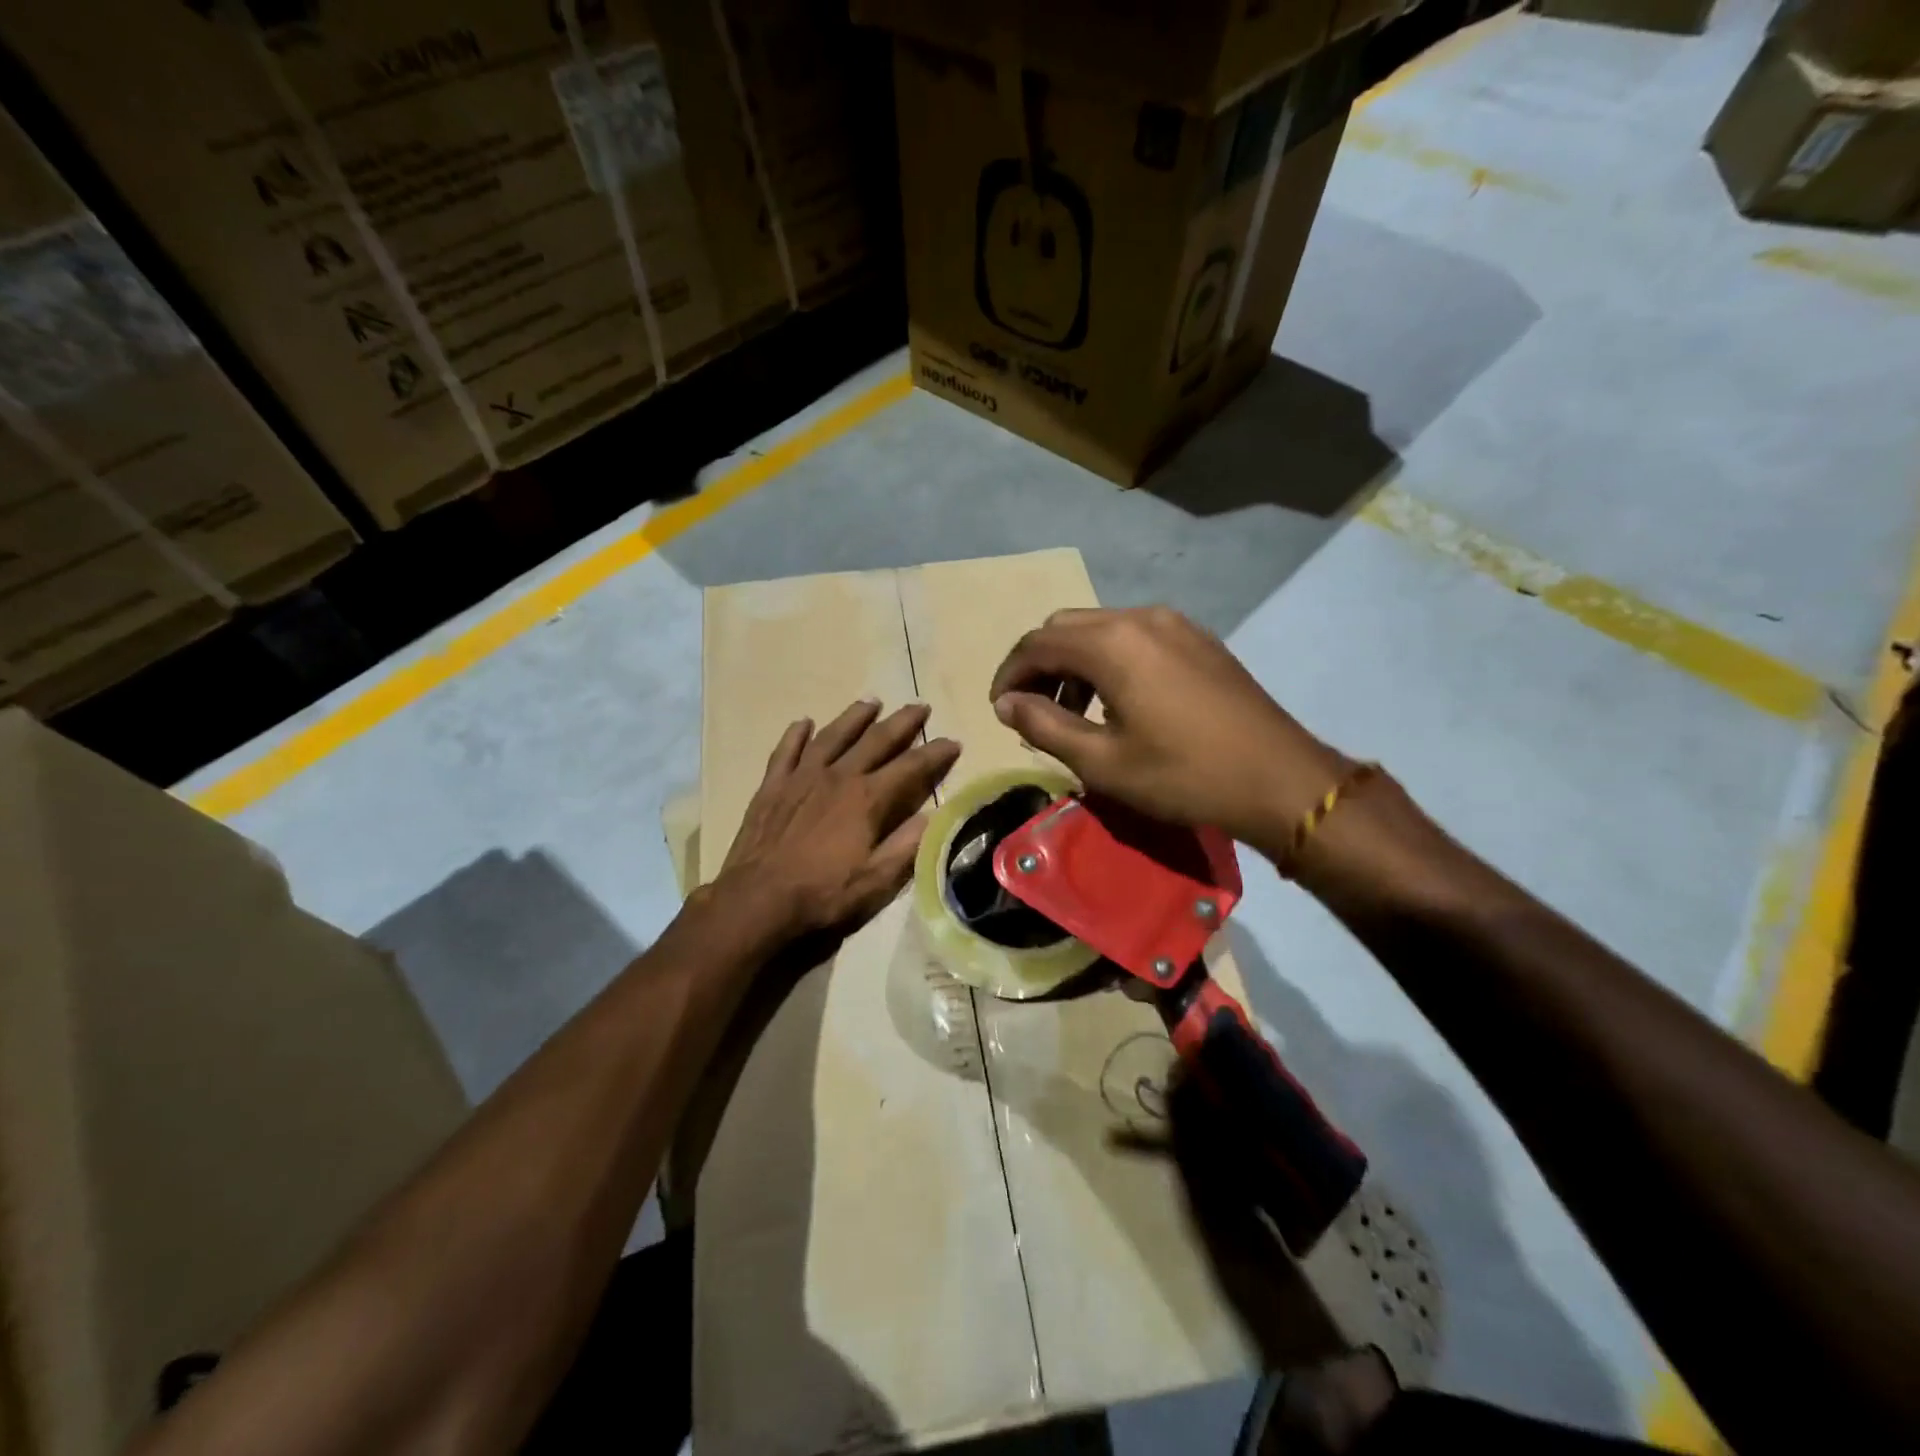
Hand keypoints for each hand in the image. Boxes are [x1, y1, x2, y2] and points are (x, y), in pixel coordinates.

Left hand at [716, 700, 960, 939]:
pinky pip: (786, 751)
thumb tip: (933, 816)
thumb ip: (907, 846)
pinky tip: (803, 722)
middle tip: (920, 706)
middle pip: (875, 740)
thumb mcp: (877, 881)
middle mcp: (837, 777)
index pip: (911, 767)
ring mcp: (801, 778)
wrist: (758, 901)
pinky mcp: (772, 787)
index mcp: (867, 799)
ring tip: (871, 702)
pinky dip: (796, 735)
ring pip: (832, 736)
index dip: (935, 753)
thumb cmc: (823, 894)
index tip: (953, 742)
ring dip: (854, 717)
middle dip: (902, 722)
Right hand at [988, 606, 1348, 859]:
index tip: (1000, 709)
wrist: (1279, 779)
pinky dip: (1108, 659)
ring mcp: (1174, 623)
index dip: (1010, 674)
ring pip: (1101, 628)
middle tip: (1031, 709)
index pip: (1037, 644)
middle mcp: (1140, 617)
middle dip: (1039, 664)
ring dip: (1073, 661)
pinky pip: (1134, 635)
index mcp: (1112, 643)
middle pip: (1066, 627)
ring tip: (1073, 711)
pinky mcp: (1198, 639)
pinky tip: (1117, 700)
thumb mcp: (1102, 762)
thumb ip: (1044, 725)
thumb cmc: (1183, 776)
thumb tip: (1006, 703)